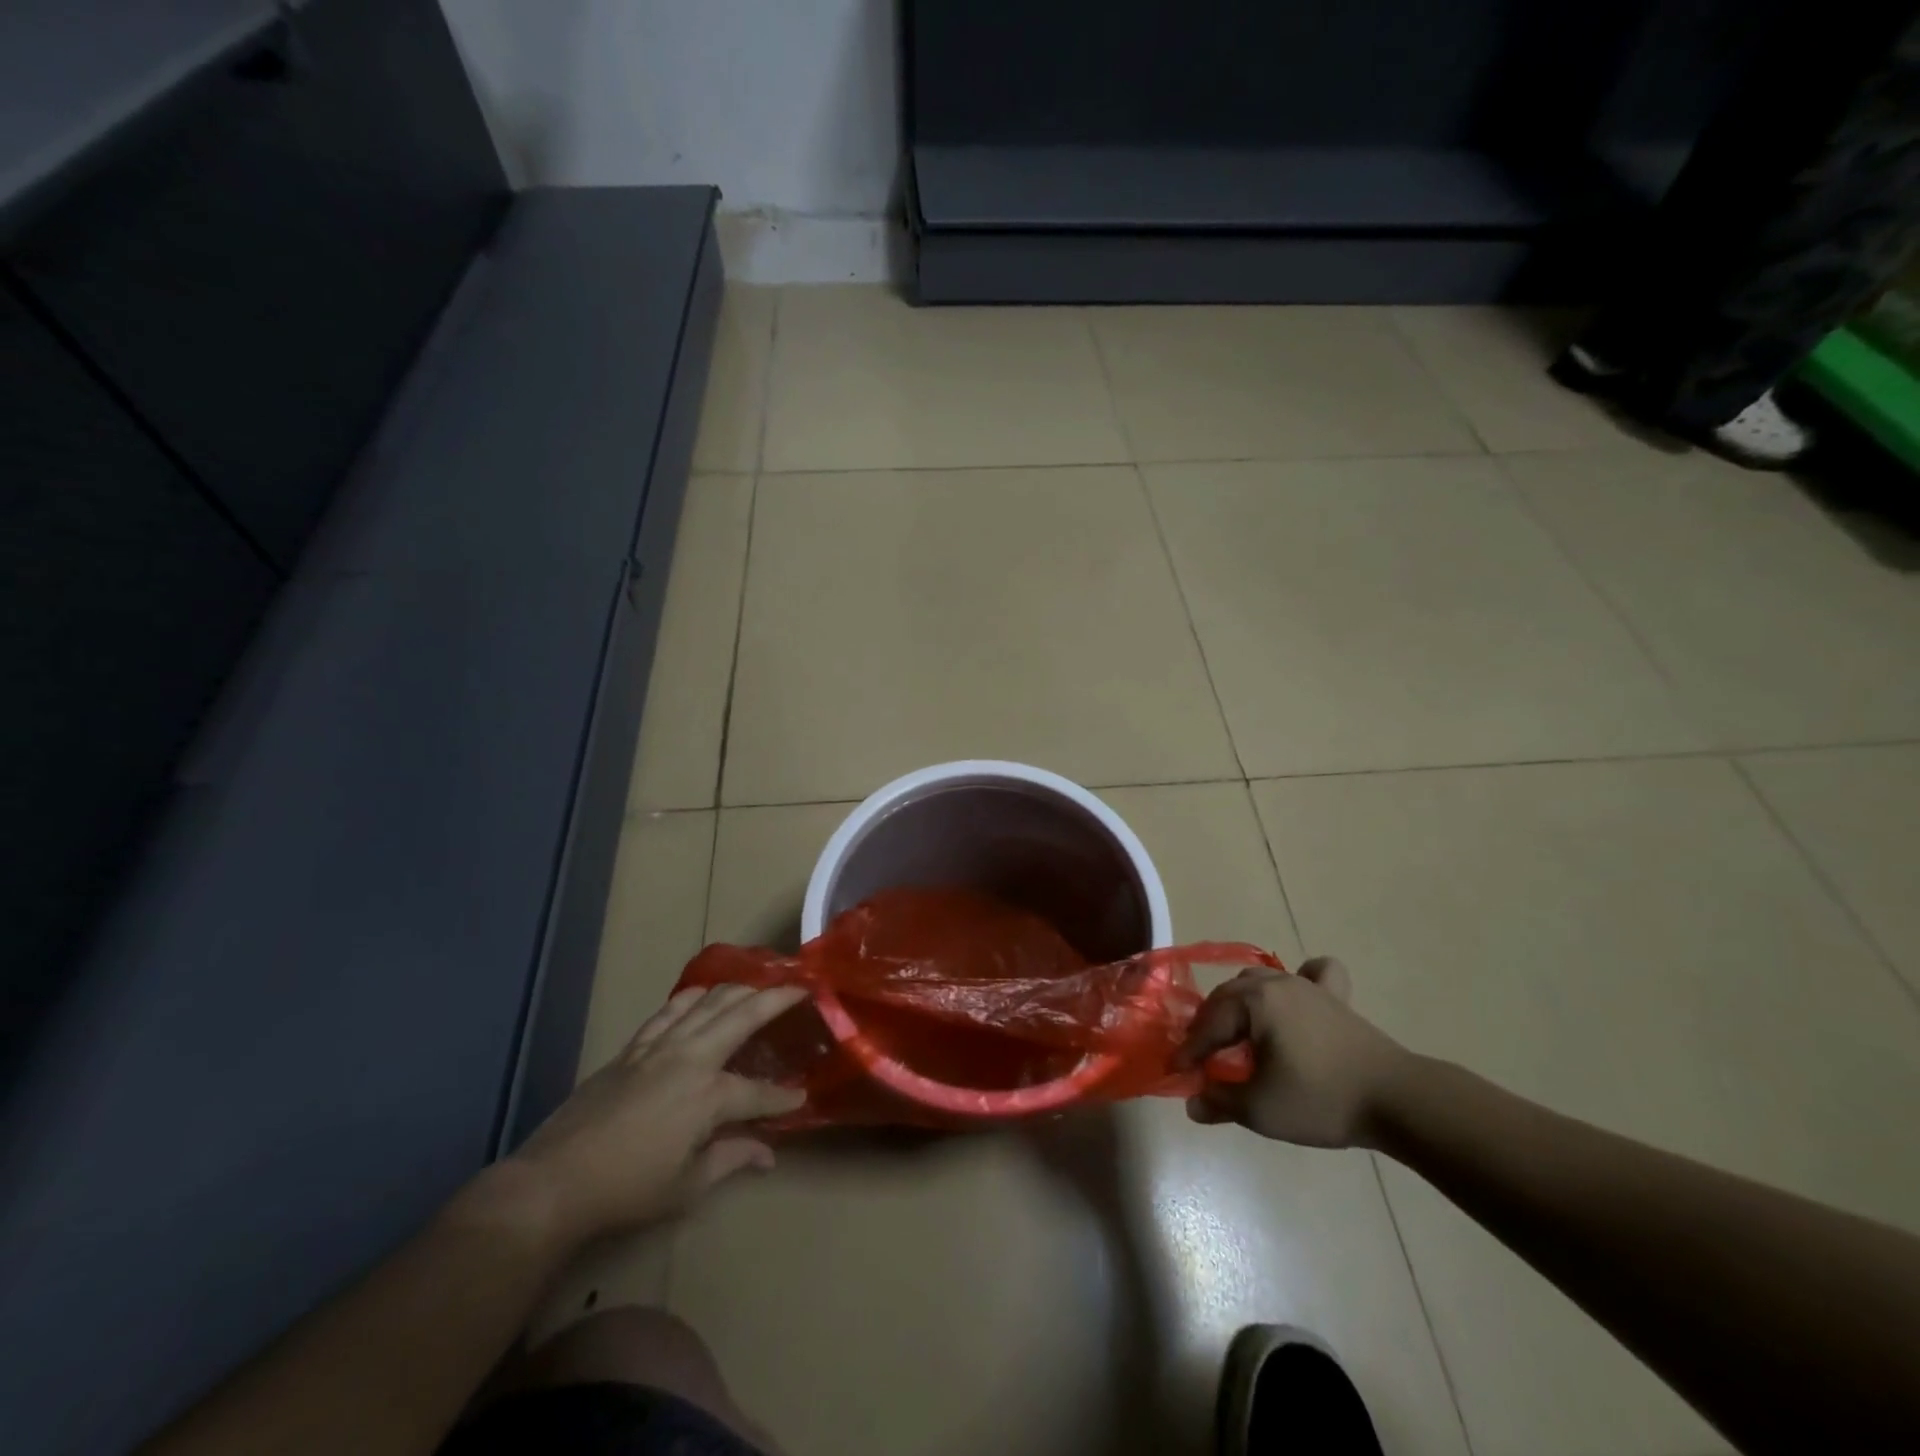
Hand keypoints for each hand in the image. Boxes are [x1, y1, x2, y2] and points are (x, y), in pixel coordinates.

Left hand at [504, 984, 808, 1243]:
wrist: (554, 1181)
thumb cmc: (626, 1190)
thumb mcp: (686, 1187)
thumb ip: (732, 1160)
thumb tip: (768, 1153)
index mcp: (709, 1096)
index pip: (760, 1093)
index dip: (784, 1097)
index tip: (802, 1097)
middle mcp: (691, 1059)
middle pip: (743, 1015)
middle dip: (777, 999)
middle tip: (799, 988)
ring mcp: (661, 1047)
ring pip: (709, 1001)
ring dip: (739, 989)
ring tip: (758, 986)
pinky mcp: (634, 1047)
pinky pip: (670, 1009)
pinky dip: (693, 997)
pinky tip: (703, 995)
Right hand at [1174, 958, 1411, 1148]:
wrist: (1397, 1099)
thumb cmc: (1321, 1099)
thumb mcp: (1261, 1109)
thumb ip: (1221, 1101)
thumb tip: (1193, 1102)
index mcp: (1253, 1002)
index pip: (1209, 1024)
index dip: (1190, 1050)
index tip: (1177, 1070)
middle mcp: (1275, 983)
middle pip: (1228, 997)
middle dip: (1209, 1024)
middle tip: (1202, 1055)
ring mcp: (1308, 986)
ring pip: (1260, 981)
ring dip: (1241, 1003)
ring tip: (1238, 1031)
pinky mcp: (1336, 998)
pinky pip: (1313, 973)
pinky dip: (1300, 978)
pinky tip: (1297, 995)